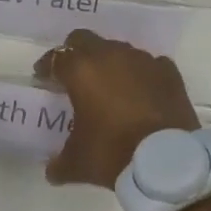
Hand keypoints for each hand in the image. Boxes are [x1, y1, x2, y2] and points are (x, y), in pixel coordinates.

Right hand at [34, 29, 199, 188]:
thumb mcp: (78, 163)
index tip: (42, 77)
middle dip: (75, 53)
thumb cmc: (114, 153)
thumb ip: (59, 163)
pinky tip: (141, 92)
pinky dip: (140, 74)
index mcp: (81, 70)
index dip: (46, 67)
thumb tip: (51, 171)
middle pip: (84, 40)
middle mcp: (110, 56)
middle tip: (72, 74)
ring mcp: (142, 60)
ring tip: (109, 85)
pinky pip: (148, 64)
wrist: (168, 162)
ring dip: (109, 62)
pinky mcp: (168, 72)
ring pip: (118, 50)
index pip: (56, 57)